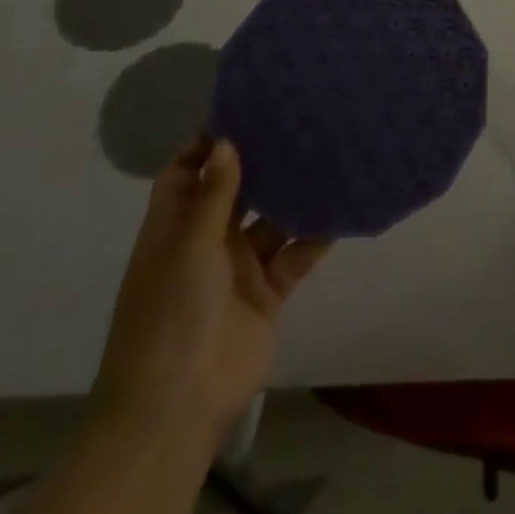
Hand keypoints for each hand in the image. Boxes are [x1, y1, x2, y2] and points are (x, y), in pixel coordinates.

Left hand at [94, 137, 331, 440]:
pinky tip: (343, 208)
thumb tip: (227, 140)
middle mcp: (207, 242)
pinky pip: (296, 254)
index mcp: (175, 228)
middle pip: (236, 192)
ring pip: (272, 220)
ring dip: (295, 196)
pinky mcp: (268, 293)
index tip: (245, 109)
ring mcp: (239, 269)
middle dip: (262, 163)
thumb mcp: (189, 246)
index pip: (188, 173)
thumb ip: (215, 195)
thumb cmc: (171, 314)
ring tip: (330, 155)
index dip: (210, 144)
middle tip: (300, 123)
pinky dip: (316, 235)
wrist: (179, 404)